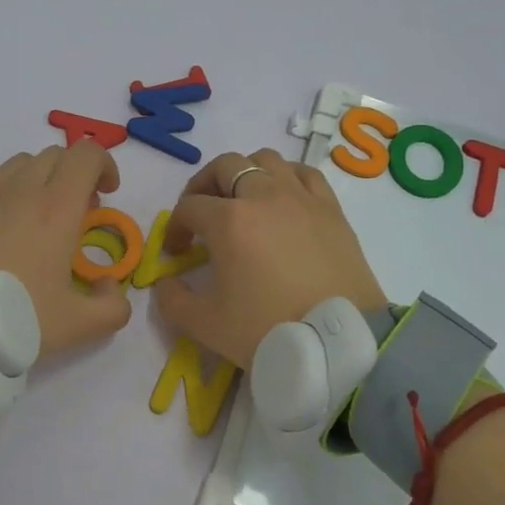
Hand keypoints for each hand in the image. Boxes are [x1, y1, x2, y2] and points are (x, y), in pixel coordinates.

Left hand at [0, 143, 132, 357]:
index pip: (87, 154)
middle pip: (55, 155)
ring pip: (19, 162)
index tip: (107, 193)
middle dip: (73, 176)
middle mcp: (21, 188)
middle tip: (75, 214)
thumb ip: (112, 307)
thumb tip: (109, 286)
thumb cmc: (13, 319)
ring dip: (38, 179)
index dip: (104, 165)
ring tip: (35, 216)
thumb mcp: (78, 327)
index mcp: (58, 208)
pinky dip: (0, 182)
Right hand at [153, 148, 386, 367]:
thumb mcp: (204, 324)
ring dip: (246, 174)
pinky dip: (286, 178)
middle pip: (225, 166)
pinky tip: (283, 199)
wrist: (337, 345)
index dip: (176, 227)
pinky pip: (304, 173)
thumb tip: (167, 282)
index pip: (189, 207)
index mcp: (228, 220)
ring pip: (266, 160)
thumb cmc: (266, 331)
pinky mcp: (331, 208)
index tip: (177, 253)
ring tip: (243, 201)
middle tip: (202, 214)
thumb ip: (172, 300)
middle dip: (204, 185)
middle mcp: (263, 196)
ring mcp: (301, 198)